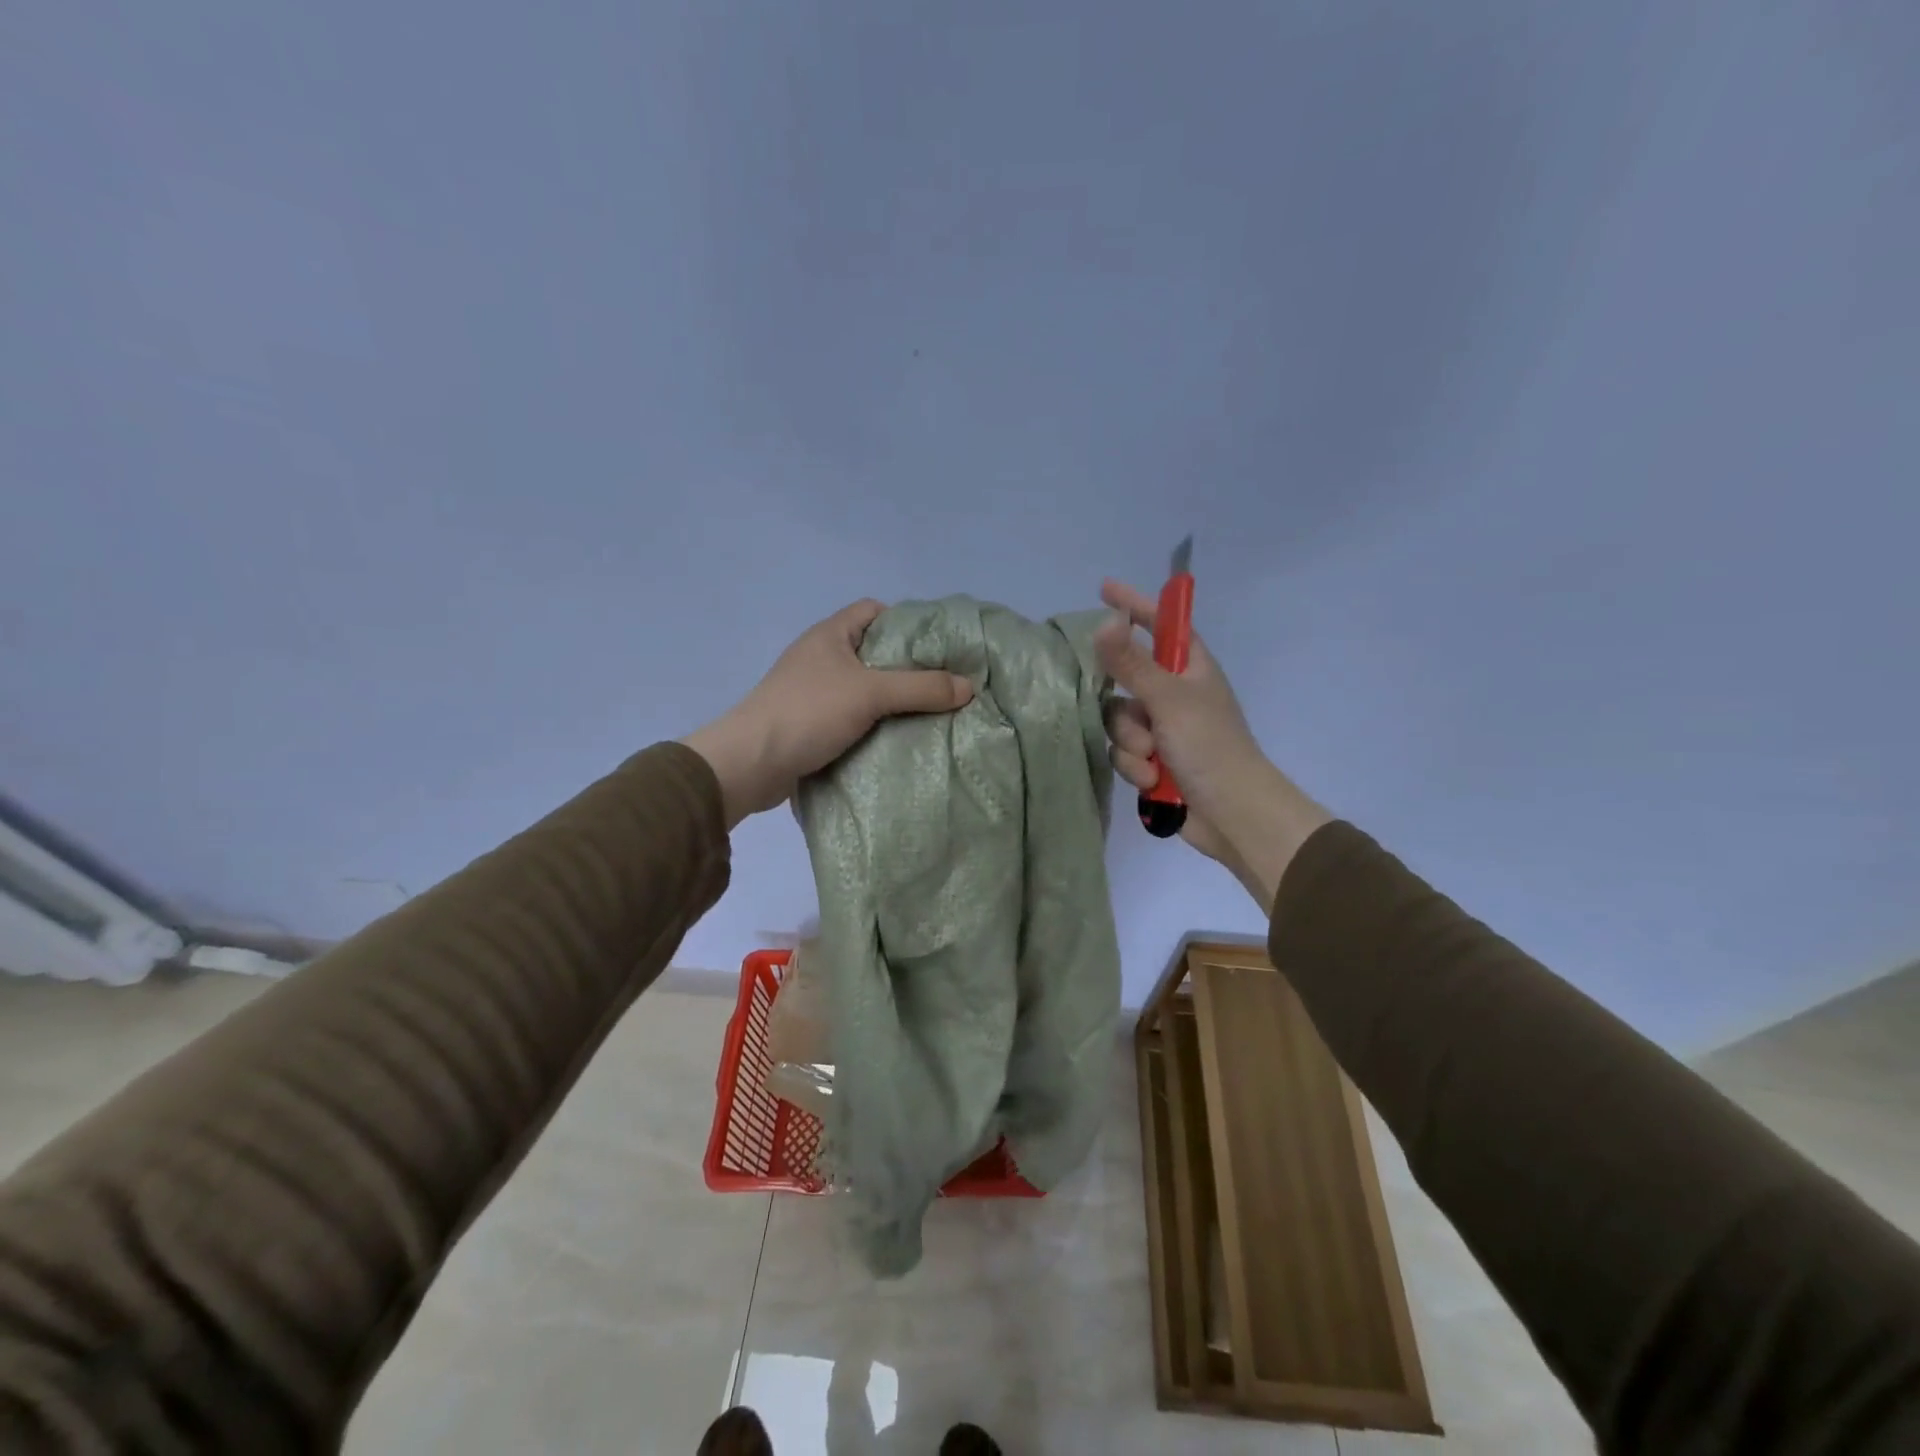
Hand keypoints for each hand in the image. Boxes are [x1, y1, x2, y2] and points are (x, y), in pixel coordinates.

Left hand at [682, 599, 973, 825]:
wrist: (750, 764)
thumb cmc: (808, 712)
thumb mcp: (871, 693)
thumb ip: (921, 687)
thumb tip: (969, 687)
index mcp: (830, 635)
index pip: (874, 611)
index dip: (907, 622)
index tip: (939, 645)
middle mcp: (821, 657)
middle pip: (874, 652)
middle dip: (909, 667)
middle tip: (945, 683)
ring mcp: (814, 692)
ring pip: (865, 688)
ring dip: (894, 700)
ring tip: (932, 712)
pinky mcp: (812, 724)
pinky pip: (854, 716)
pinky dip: (876, 724)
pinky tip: (902, 737)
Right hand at [1093, 579, 1330, 908]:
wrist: (1232, 815)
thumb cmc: (1210, 746)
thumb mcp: (1168, 699)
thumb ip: (1132, 663)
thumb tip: (1103, 621)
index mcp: (1191, 669)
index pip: (1161, 625)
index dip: (1135, 605)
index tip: (1104, 590)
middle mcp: (1175, 694)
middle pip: (1125, 682)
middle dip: (1126, 709)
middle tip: (1141, 724)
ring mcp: (1164, 730)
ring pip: (1119, 722)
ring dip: (1131, 744)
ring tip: (1153, 761)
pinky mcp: (1154, 761)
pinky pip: (1124, 753)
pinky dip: (1135, 768)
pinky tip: (1153, 782)